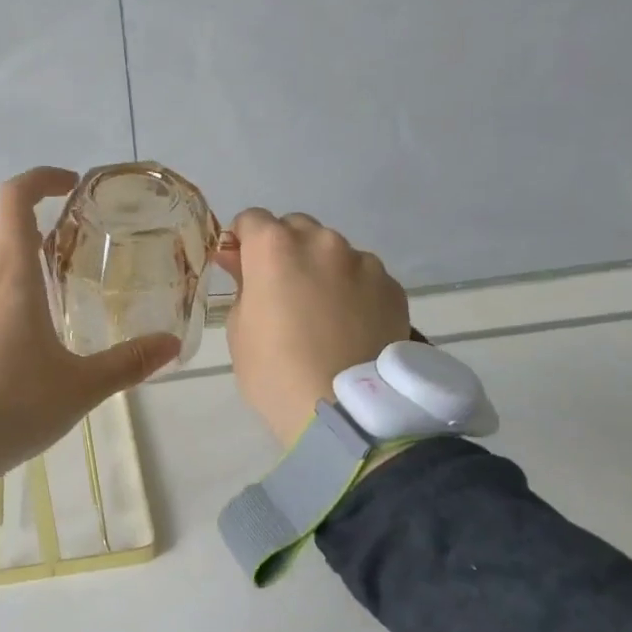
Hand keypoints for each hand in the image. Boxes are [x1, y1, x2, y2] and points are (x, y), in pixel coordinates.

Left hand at [0, 167, 180, 493]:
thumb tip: (171, 345)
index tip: (66, 187)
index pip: (14, 200)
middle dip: (6, 221)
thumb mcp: (79, 388)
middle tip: (36, 249)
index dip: (39, 180)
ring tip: (9, 289)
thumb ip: (128, 363)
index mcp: (9, 279)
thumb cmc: (13, 409)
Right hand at [217, 209, 411, 447]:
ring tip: (323, 312)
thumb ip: (242, 284)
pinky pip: (364, 276)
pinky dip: (353, 289)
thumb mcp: (239, 329)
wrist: (344, 411)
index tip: (242, 267)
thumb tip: (239, 260)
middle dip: (285, 248)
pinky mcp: (392, 286)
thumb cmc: (275, 372)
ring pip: (334, 251)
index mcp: (275, 247)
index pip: (252, 219)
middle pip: (296, 227)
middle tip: (282, 290)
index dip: (243, 241)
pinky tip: (350, 324)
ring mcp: (362, 262)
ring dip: (322, 268)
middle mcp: (321, 242)